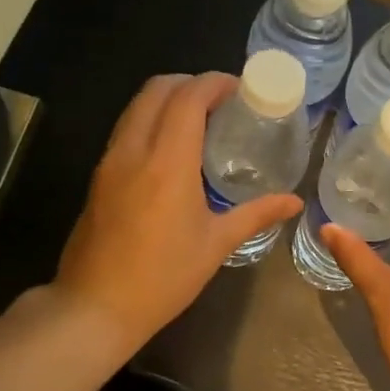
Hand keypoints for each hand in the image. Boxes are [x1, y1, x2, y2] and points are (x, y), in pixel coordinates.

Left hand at [56, 72, 302, 355]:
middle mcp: (133, 150)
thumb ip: (256, 215)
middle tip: (220, 101)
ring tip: (198, 121)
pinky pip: (125, 130)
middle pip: (157, 89)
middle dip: (190, 83)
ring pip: (136, 106)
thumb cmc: (163, 278)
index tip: (239, 89)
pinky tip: (171, 150)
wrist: (95, 307)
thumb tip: (294, 202)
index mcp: (167, 162)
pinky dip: (150, 121)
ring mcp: (109, 162)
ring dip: (166, 100)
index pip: (188, 97)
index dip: (215, 83)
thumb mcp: (216, 245)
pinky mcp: (97, 177)